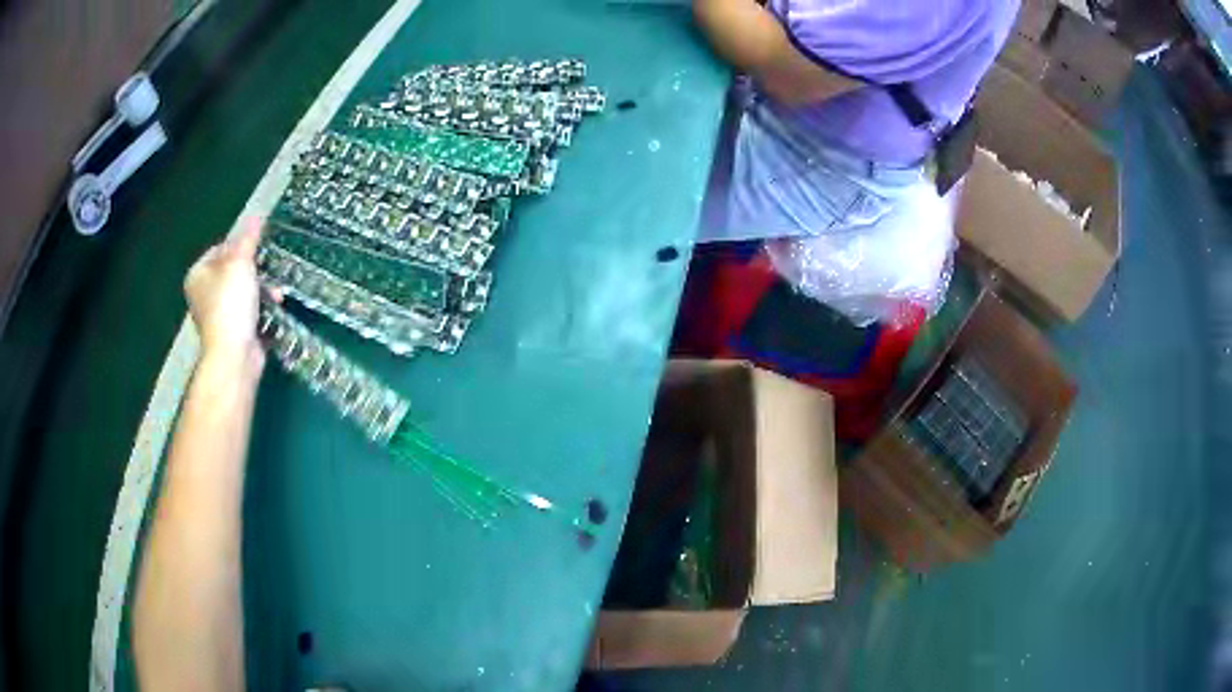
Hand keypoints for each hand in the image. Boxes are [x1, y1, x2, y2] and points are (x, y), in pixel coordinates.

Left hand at [185, 217, 265, 372]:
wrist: (234, 355)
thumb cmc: (231, 304)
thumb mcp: (240, 263)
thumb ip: (248, 238)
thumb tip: (256, 215)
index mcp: (198, 275)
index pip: (220, 248)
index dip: (240, 245)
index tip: (259, 248)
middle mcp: (204, 294)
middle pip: (233, 270)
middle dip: (256, 270)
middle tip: (270, 270)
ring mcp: (218, 316)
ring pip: (244, 292)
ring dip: (263, 290)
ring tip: (277, 294)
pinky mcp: (233, 333)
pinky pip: (250, 313)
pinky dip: (263, 309)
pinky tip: (275, 309)